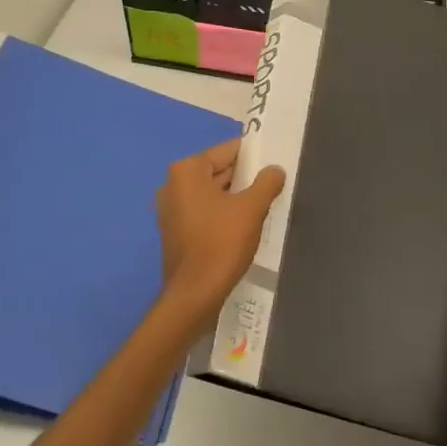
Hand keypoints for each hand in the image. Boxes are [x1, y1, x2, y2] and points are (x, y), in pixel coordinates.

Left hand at [156, 140, 285, 316]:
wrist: (195, 293)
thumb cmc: (221, 243)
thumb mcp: (251, 209)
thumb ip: (266, 183)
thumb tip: (275, 169)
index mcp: (187, 171)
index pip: (226, 151)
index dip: (252, 155)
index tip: (272, 160)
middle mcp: (173, 184)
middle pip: (216, 171)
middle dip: (244, 176)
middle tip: (272, 182)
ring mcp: (171, 209)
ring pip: (211, 193)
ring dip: (234, 196)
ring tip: (263, 202)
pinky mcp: (175, 231)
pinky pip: (204, 211)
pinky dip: (222, 212)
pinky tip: (243, 223)